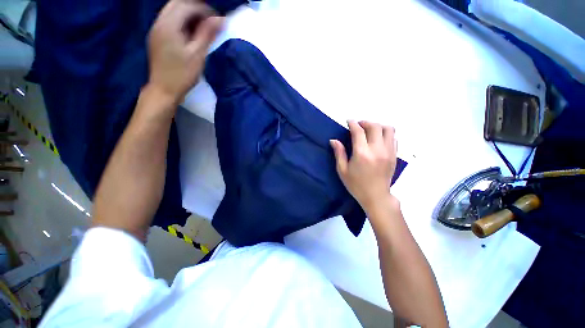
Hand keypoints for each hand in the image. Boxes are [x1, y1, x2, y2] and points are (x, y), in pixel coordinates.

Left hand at [147, 0, 222, 103]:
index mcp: (168, 25)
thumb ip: (207, 34)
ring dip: (189, 15)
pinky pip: (170, 21)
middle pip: (177, 4)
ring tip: (203, 29)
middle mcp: (159, 22)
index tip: (217, 21)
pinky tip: (191, 35)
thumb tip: (220, 19)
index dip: (204, 10)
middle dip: (195, 9)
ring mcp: (156, 29)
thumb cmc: (183, 74)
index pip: (187, 6)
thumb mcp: (198, 54)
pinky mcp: (157, 37)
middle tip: (209, 22)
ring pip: (173, 11)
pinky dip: (182, 22)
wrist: (164, 89)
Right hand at [330, 120, 397, 210]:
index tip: (349, 121)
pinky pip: (393, 138)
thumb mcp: (342, 170)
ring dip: (377, 126)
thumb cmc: (356, 185)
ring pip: (388, 129)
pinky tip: (378, 139)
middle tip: (358, 126)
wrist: (376, 196)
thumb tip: (333, 140)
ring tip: (369, 131)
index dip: (353, 124)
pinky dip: (385, 134)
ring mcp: (388, 152)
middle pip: (375, 126)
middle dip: (365, 122)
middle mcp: (377, 150)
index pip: (359, 132)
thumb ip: (339, 153)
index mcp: (362, 154)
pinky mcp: (394, 155)